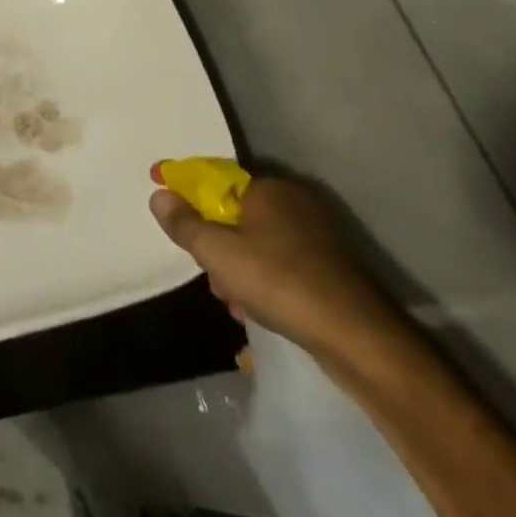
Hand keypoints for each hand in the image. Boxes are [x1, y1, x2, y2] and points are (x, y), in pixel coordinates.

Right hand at [149, 174, 404, 366]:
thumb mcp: (217, 253)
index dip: (183, 186)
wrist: (358, 338)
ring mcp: (317, 236)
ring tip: (230, 298)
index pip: (214, 178)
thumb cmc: (279, 282)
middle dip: (214, 241)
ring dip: (235, 267)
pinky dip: (260, 279)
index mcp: (269, 189)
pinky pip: (278, 262)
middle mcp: (295, 203)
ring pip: (256, 242)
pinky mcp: (330, 267)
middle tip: (205, 269)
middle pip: (234, 213)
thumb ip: (184, 223)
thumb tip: (159, 195)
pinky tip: (253, 308)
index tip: (157, 187)